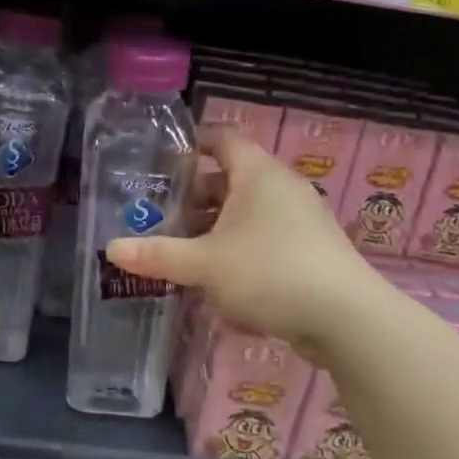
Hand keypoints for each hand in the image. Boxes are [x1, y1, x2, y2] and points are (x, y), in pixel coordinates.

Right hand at [106, 131, 372, 359]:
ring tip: (182, 252)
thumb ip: (158, 255)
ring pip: (246, 214)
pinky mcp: (309, 252)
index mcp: (258, 174)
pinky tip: (218, 283)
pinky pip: (264, 240)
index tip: (161, 161)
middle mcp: (281, 189)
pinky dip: (238, 251)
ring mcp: (300, 221)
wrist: (347, 320)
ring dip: (214, 230)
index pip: (222, 139)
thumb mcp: (204, 264)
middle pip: (230, 180)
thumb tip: (111, 249)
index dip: (191, 144)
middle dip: (193, 198)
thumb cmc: (270, 273)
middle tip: (159, 215)